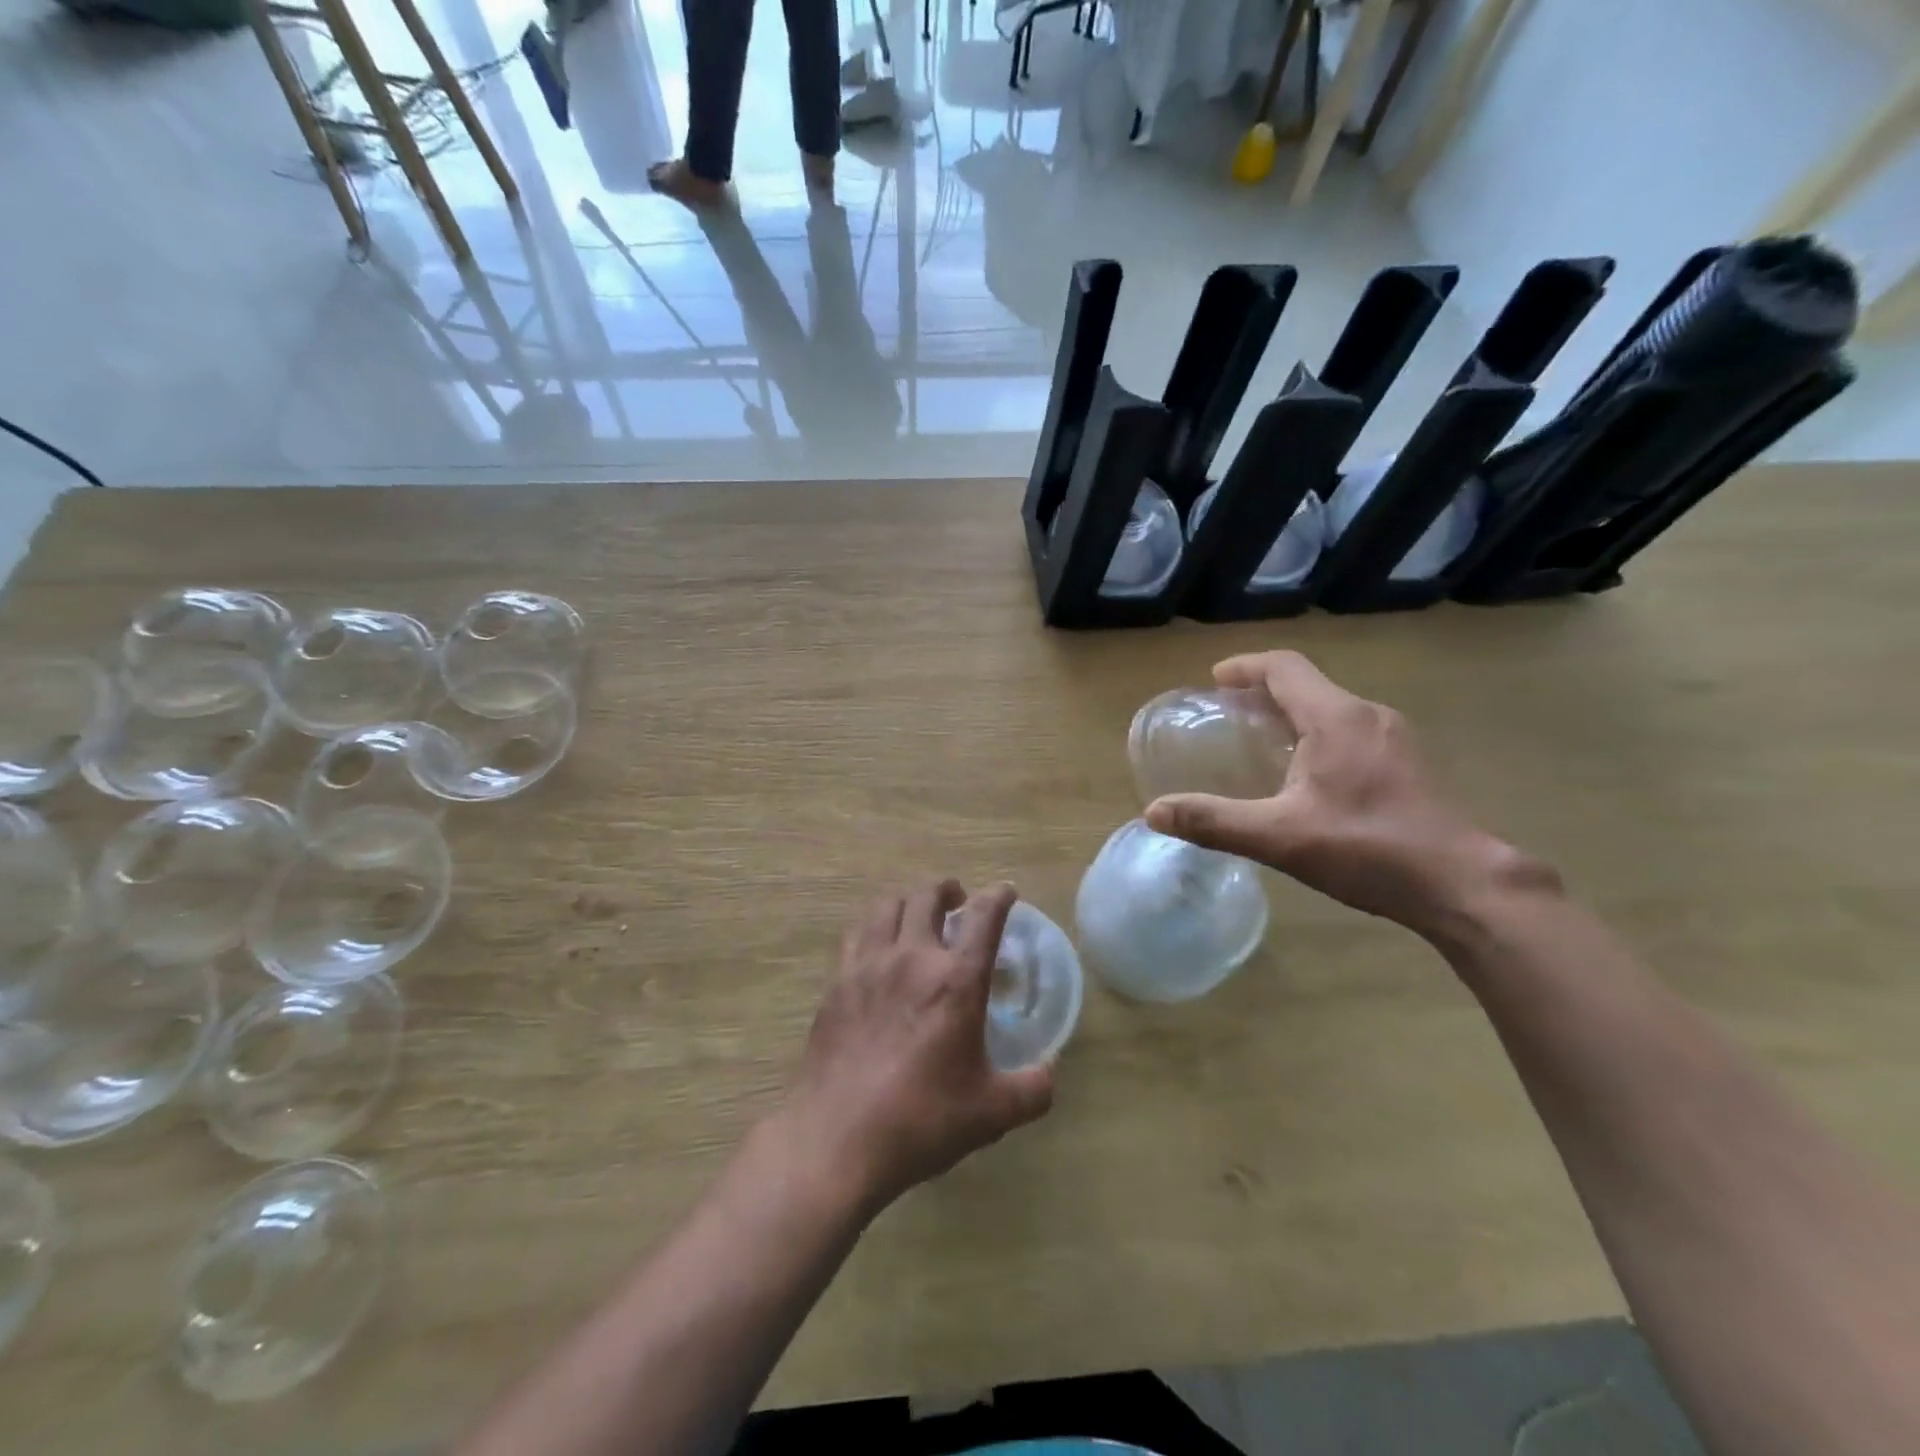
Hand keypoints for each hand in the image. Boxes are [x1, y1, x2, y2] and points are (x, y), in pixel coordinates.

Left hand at [780, 881, 1054, 1214]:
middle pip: (927, 896)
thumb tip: (1050, 1072)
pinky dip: (874, 926)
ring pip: (886, 906)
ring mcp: (868, 966)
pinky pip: (856, 934)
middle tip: (958, 901)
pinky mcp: (837, 982)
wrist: (838, 1138)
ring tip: (916, 915)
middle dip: (948, 889)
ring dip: (908, 901)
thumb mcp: (992, 1112)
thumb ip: (1032, 1089)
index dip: (999, 896)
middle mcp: (912, 958)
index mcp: (956, 980)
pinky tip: (877, 946)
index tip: (1006, 892)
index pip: (984, 917)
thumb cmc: (922, 1120)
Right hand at [1145, 651, 1540, 940]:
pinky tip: (1306, 774)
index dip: (1244, 667)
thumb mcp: (1279, 837)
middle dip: (1263, 692)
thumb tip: (1154, 812)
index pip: (1284, 668)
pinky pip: (1350, 730)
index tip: (1214, 681)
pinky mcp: (1408, 763)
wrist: (1462, 885)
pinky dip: (1316, 734)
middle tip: (1228, 715)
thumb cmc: (1368, 849)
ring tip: (1259, 741)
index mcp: (1336, 718)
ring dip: (1291, 714)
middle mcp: (1368, 715)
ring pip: (1331, 708)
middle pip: (1307, 685)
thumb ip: (1214, 821)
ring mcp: (1395, 738)